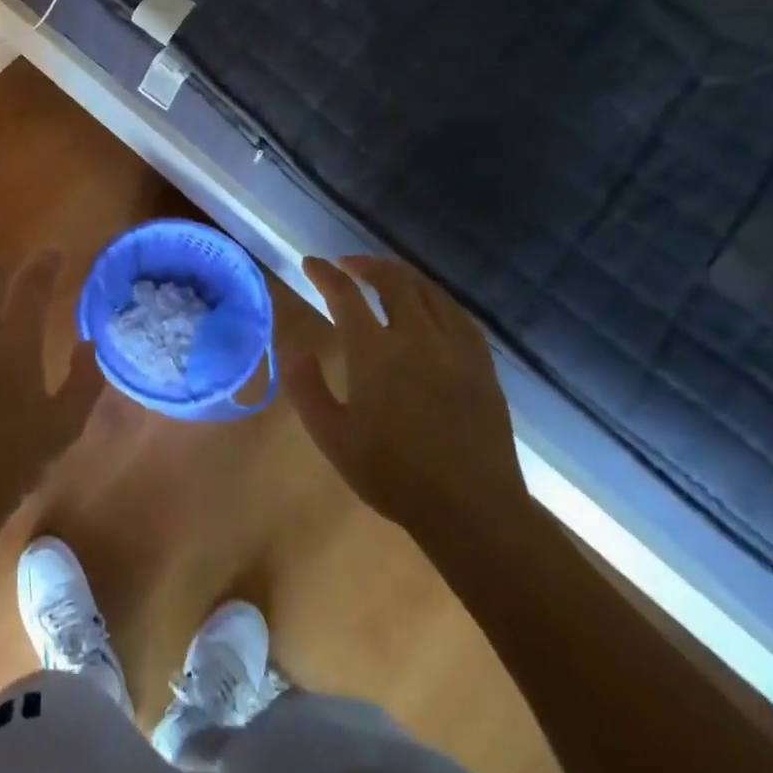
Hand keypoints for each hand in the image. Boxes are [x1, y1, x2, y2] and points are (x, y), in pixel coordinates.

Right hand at [287, 255, 532, 564]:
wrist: (471, 509)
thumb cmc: (392, 474)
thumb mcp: (331, 437)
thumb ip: (305, 386)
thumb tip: (292, 345)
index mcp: (375, 353)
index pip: (345, 295)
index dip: (324, 274)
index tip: (310, 264)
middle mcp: (416, 337)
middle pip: (391, 280)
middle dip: (364, 264)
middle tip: (346, 265)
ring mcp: (455, 347)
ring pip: (427, 290)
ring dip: (400, 274)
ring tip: (383, 274)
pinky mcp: (481, 362)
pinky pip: (457, 312)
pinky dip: (435, 296)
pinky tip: (428, 303)